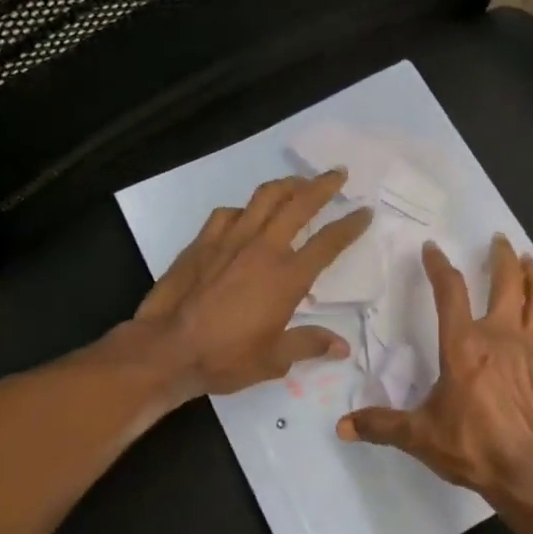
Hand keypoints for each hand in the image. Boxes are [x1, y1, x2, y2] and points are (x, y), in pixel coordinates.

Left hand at [132, 170, 371, 399]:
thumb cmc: (225, 357)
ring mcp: (230, 240)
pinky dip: (244, 209)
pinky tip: (246, 214)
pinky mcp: (203, 241)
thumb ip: (309, 344)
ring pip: (264, 198)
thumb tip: (342, 347)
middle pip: (299, 204)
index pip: (328, 242)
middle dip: (323, 186)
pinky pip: (229, 213)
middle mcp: (263, 249)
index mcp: (288, 277)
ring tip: (298, 182)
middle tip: (338, 174)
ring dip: (286, 185)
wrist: (167, 349)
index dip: (350, 225)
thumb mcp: (274, 359)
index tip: (364, 211)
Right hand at [337, 234, 532, 503]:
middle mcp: (501, 334)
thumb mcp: (420, 436)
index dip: (439, 265)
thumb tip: (341, 427)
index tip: (432, 249)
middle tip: (498, 240)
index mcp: (463, 344)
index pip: (449, 291)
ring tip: (529, 261)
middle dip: (501, 255)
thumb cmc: (474, 447)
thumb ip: (382, 425)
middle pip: (506, 280)